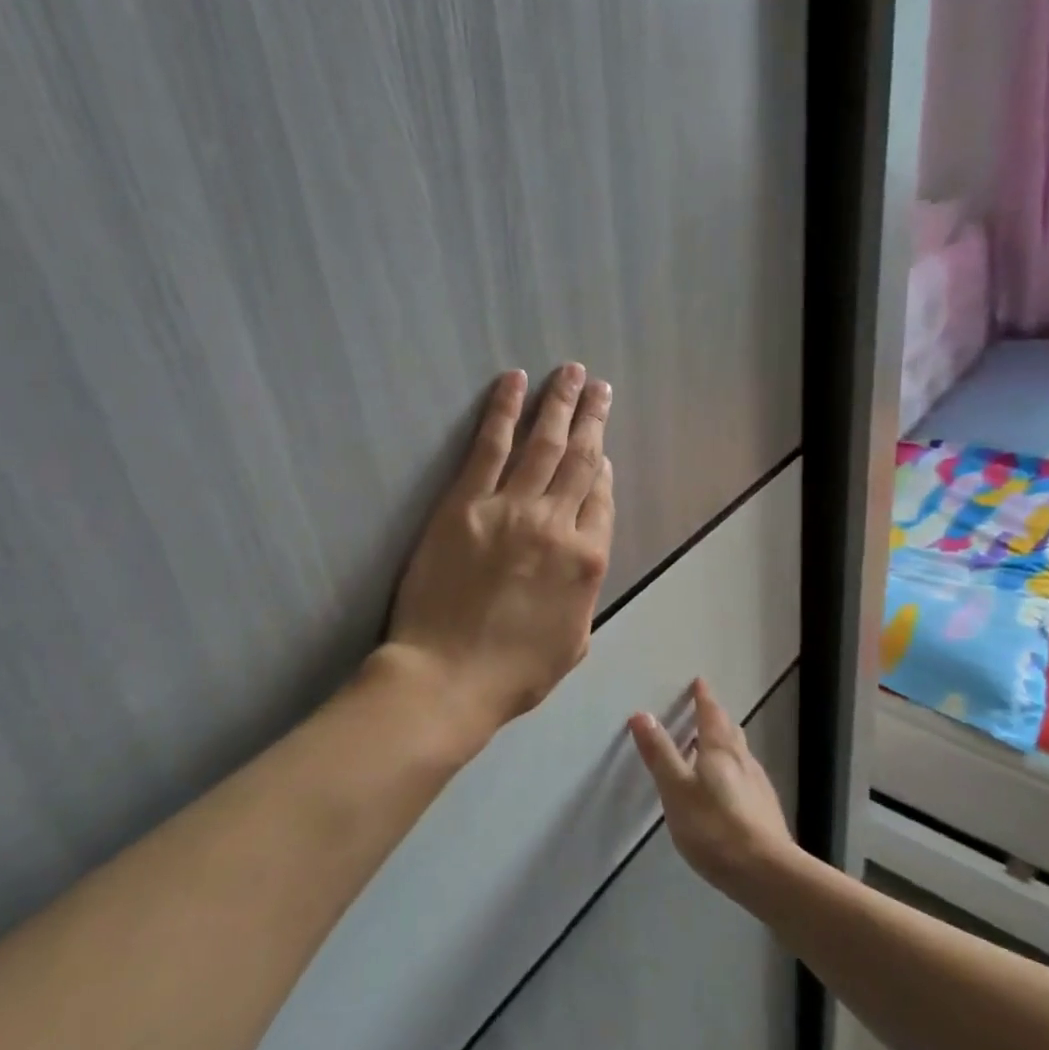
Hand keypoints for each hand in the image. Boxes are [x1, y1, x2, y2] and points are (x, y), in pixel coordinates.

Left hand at [388, 364, 614, 737]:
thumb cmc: (512, 673)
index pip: (601, 498)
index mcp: (587, 560)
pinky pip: (490, 446)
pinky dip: (504, 411)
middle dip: (592, 418)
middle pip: (580, 459)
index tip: (599, 448)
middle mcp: (556, 524)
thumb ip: (583, 591)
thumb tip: (581, 553)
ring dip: (559, 403)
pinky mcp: (465, 503)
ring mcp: (510, 509)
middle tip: (598, 385)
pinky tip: (514, 382)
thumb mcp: (573, 642)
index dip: (601, 468)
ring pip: (543, 443)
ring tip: (571, 372)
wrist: (447, 678)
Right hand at [630, 679, 793, 896]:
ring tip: (712, 747)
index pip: (711, 714)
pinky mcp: (766, 811)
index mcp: (720, 750)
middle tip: (705, 711)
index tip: (699, 682)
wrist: (766, 873)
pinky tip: (729, 788)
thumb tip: (642, 714)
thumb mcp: (676, 789)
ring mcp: (758, 786)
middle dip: (716, 719)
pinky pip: (747, 777)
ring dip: (726, 744)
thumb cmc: (713, 826)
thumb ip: (660, 753)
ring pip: (741, 754)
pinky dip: (734, 770)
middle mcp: (743, 761)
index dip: (703, 698)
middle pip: (730, 731)